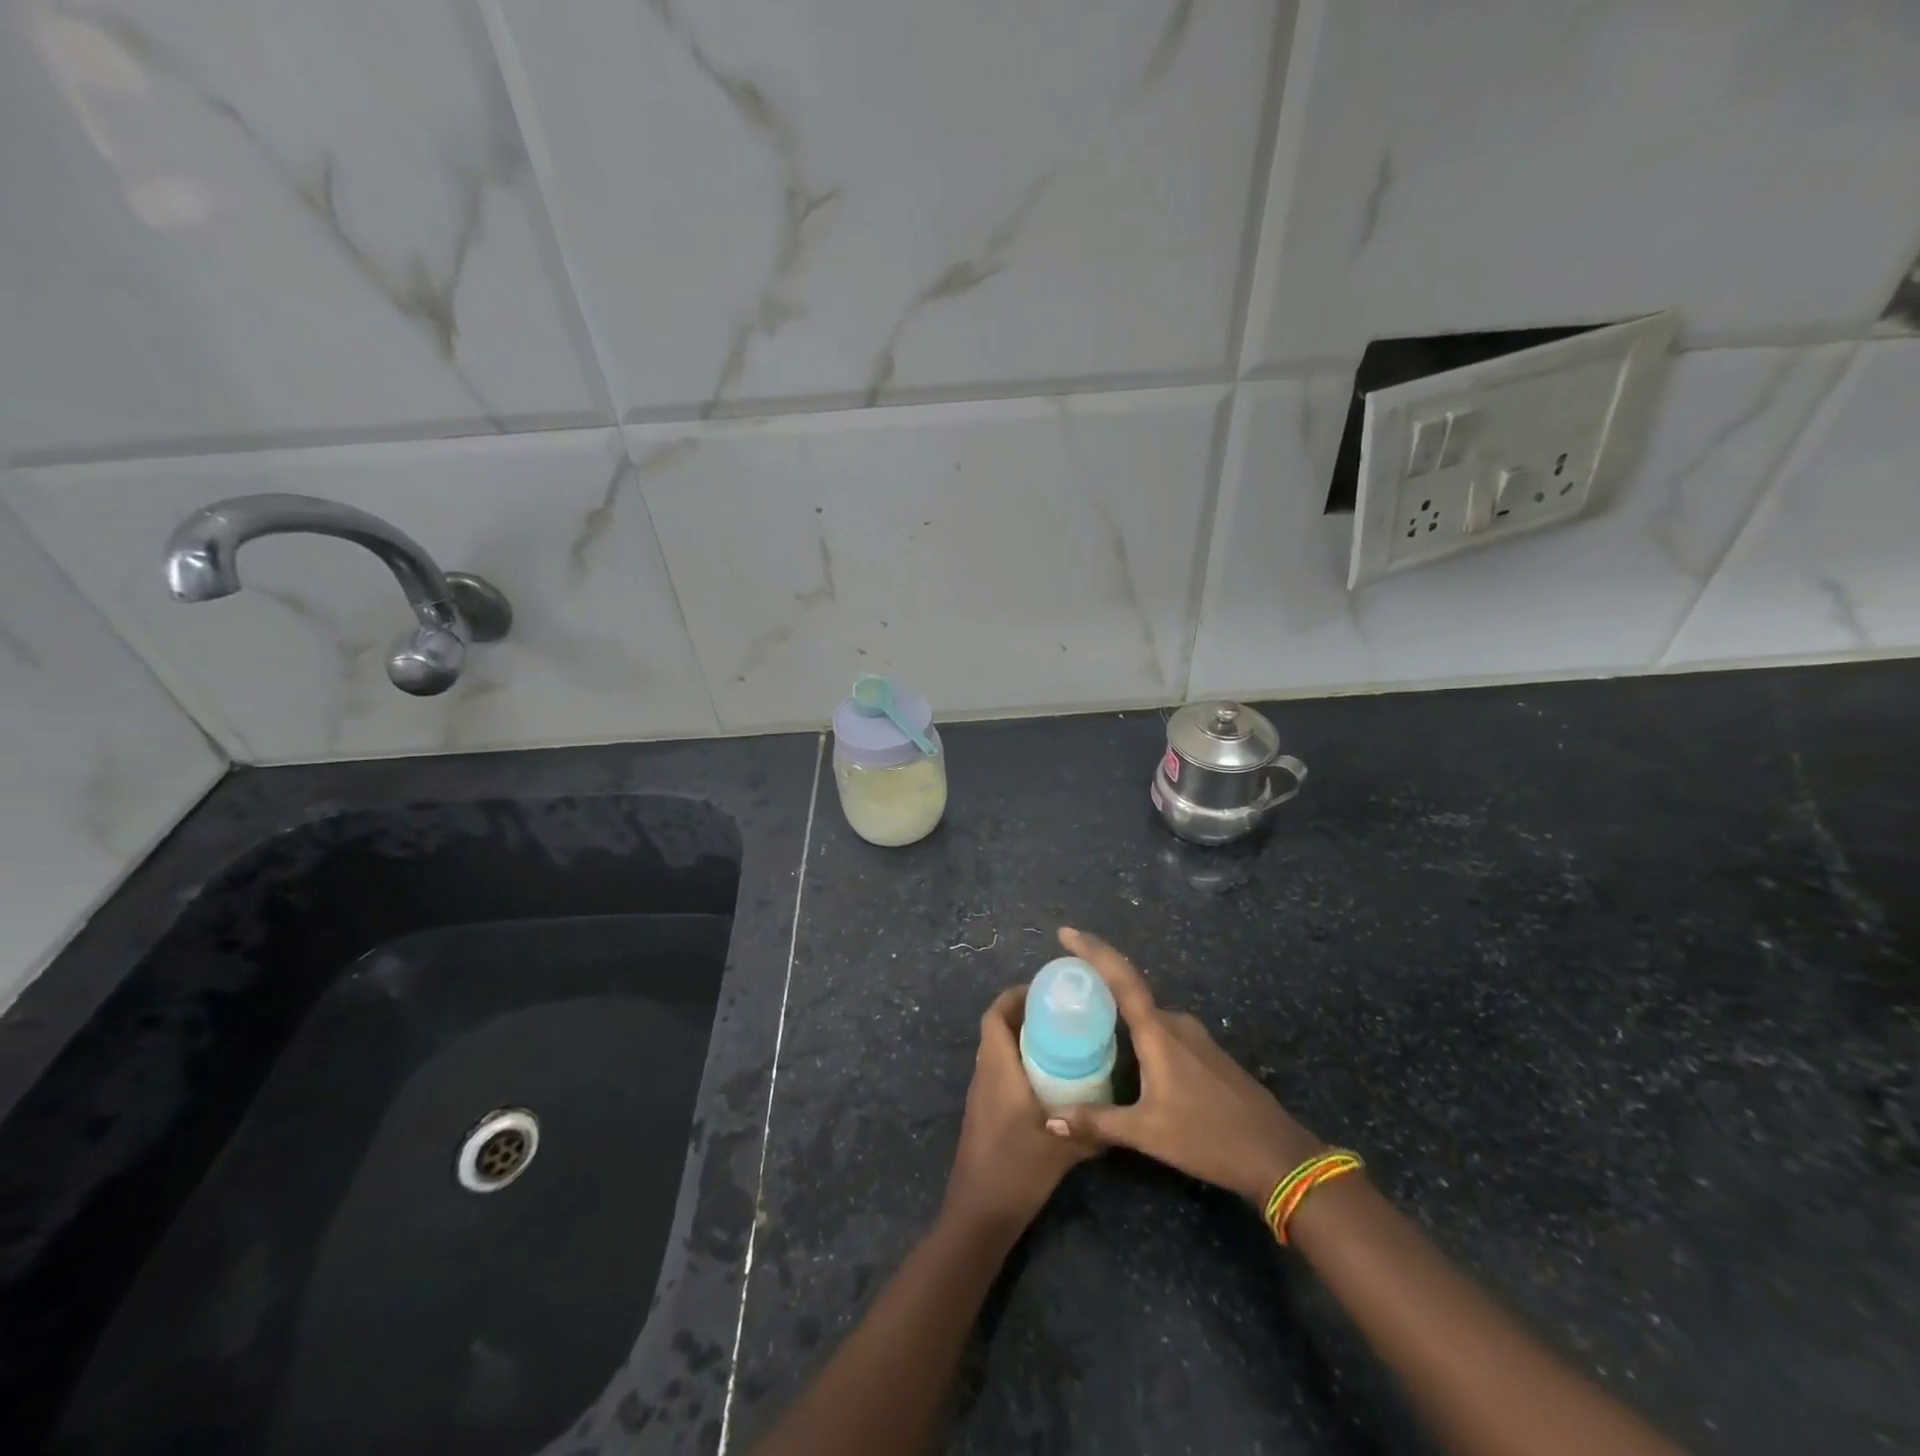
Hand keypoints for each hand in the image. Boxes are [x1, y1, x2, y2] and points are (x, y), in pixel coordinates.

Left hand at [942, 986, 1096, 1237]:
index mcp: (998, 1069)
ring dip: (1021, 1039)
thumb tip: (1122, 1115)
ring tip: (1060, 1041)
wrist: (979, 1214)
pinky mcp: (984, 1113)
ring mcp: (981, 1094)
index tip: (1044, 991)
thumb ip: (1092, 1129)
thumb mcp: (1062, 1148)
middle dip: (1025, 1015)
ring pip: (997, 1051)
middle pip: (996, 1029)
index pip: (994, 1015)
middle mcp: (985, 1074)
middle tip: (1062, 1015)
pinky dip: (1019, 1063)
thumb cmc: (1016, 1170)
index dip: (1014, 996)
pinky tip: (1048, 1081)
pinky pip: (999, 1071)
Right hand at [1053, 928, 1322, 1206]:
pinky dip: (1138, 1029)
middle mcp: (1176, 1023)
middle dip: (1098, 982)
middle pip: (1130, 991)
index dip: (1093, 951)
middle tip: (1063, 985)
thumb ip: (1097, 1122)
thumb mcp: (1147, 1134)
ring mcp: (1195, 1037)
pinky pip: (1162, 1030)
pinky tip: (1126, 1051)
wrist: (1278, 1156)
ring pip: (1147, 1013)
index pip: (1120, 978)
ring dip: (1118, 1010)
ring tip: (1087, 1019)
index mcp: (1159, 1032)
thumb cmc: (1209, 1138)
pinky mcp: (1206, 1054)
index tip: (1066, 932)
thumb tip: (1050, 1119)